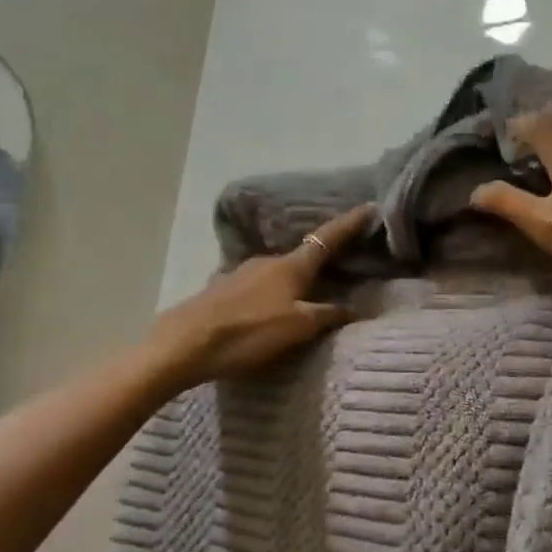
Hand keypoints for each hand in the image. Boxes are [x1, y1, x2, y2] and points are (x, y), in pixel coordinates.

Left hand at [148, 204, 377, 390]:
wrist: (183, 345)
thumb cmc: (248, 332)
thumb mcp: (297, 327)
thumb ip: (326, 315)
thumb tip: (352, 307)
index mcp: (291, 266)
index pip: (328, 239)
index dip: (350, 224)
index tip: (369, 206)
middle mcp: (267, 261)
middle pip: (302, 256)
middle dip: (322, 258)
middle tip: (342, 265)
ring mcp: (241, 273)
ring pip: (279, 272)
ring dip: (295, 278)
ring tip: (307, 294)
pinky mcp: (222, 291)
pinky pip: (259, 286)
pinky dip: (274, 291)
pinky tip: (270, 307)